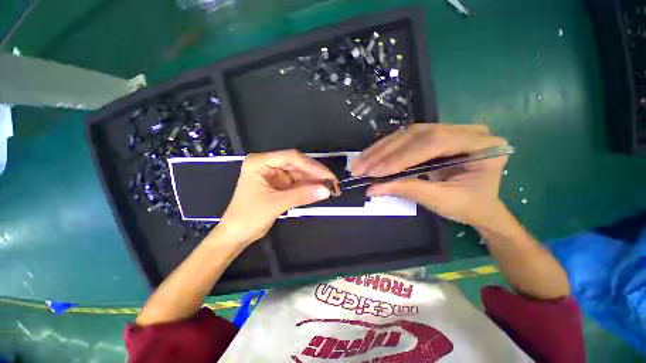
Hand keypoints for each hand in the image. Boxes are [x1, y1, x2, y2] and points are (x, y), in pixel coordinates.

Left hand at [217, 150, 335, 243]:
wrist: (237, 234)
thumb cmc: (249, 217)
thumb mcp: (276, 204)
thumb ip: (302, 195)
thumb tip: (327, 190)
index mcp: (260, 162)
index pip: (291, 157)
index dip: (311, 166)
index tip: (328, 176)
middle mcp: (267, 164)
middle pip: (297, 164)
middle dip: (315, 174)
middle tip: (333, 183)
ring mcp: (274, 174)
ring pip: (299, 173)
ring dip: (314, 181)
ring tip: (330, 188)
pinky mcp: (279, 183)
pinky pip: (297, 182)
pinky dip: (308, 187)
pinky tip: (319, 190)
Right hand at [351, 124, 508, 226]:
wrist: (480, 205)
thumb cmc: (468, 206)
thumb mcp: (440, 200)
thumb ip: (408, 190)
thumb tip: (372, 188)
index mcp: (483, 146)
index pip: (433, 143)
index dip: (401, 157)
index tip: (375, 172)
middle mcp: (466, 131)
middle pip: (416, 135)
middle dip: (384, 153)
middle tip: (361, 167)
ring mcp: (449, 130)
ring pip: (406, 134)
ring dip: (380, 150)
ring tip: (360, 163)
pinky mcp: (434, 136)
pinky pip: (404, 139)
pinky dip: (384, 150)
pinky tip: (369, 157)